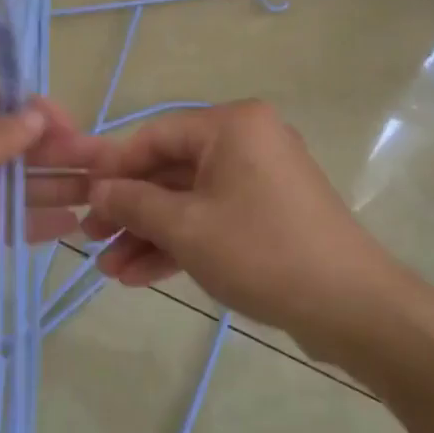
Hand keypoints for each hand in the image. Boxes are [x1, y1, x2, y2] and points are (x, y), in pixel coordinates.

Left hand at [0, 84, 106, 330]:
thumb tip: (37, 115)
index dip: (37, 114)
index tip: (75, 129)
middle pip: (8, 146)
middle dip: (53, 153)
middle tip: (102, 164)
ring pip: (7, 187)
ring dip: (49, 188)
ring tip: (97, 195)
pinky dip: (27, 224)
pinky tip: (66, 225)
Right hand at [82, 101, 388, 355]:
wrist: (352, 307)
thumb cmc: (261, 251)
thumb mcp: (186, 227)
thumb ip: (134, 203)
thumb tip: (97, 190)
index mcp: (232, 125)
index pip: (155, 137)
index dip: (113, 169)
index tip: (81, 200)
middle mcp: (248, 141)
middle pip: (171, 171)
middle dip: (130, 211)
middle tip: (91, 241)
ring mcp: (261, 180)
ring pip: (190, 201)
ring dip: (149, 235)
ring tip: (109, 271)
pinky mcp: (269, 214)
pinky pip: (213, 219)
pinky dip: (181, 244)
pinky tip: (141, 276)